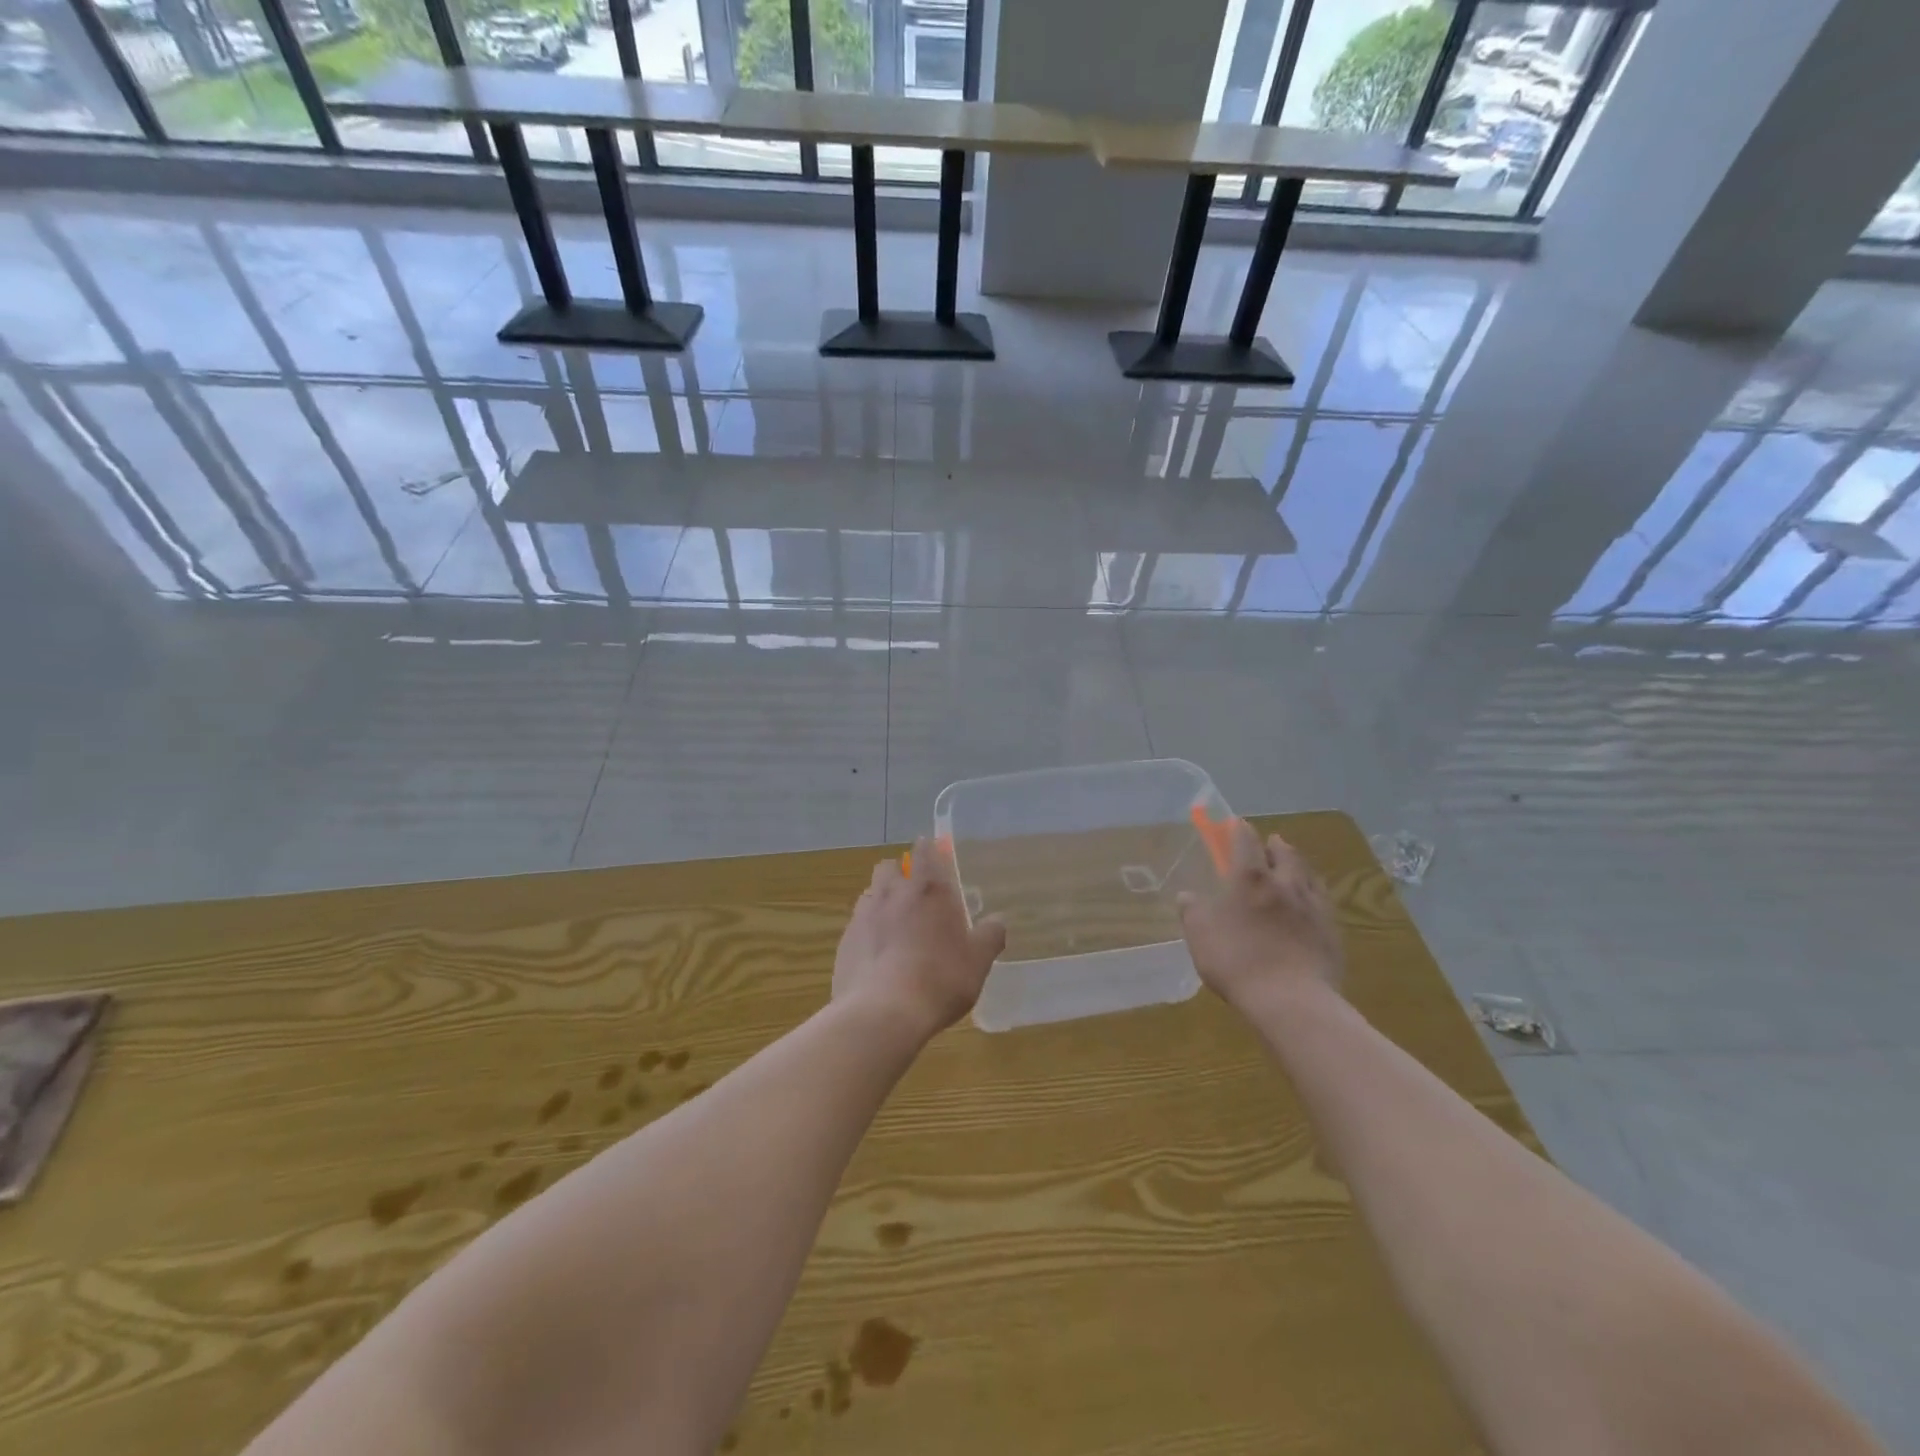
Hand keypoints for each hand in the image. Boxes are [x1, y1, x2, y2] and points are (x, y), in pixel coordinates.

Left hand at [832, 838, 1006, 1040]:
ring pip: (870, 892)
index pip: (925, 852)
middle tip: (914, 894)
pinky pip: (857, 923)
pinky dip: (868, 930)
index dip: (929, 849)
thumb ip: (990, 936)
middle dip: (899, 873)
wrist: (883, 1013)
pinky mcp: (845, 940)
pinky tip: (878, 953)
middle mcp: (893, 893)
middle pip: (889, 867)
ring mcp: (864, 915)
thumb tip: (997, 920)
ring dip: (881, 899)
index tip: (932, 850)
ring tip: (895, 924)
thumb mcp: (978, 962)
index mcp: (929, 890)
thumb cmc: (940, 980)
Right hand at [1177, 820, 1342, 1012]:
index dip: (1240, 830)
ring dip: (1298, 866)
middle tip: (1271, 842)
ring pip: (1308, 876)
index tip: (1237, 823)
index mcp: (1250, 878)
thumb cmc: (1236, 960)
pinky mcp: (1331, 932)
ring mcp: (1313, 907)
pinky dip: (1313, 895)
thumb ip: (1192, 911)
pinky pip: (1322, 903)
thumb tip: (1188, 895)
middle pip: (1285, 854)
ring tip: (1294, 866)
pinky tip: (1311, 903)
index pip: (1246, 842)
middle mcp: (1285, 884)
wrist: (1291, 1000)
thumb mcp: (1199, 935)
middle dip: (1275, 845)